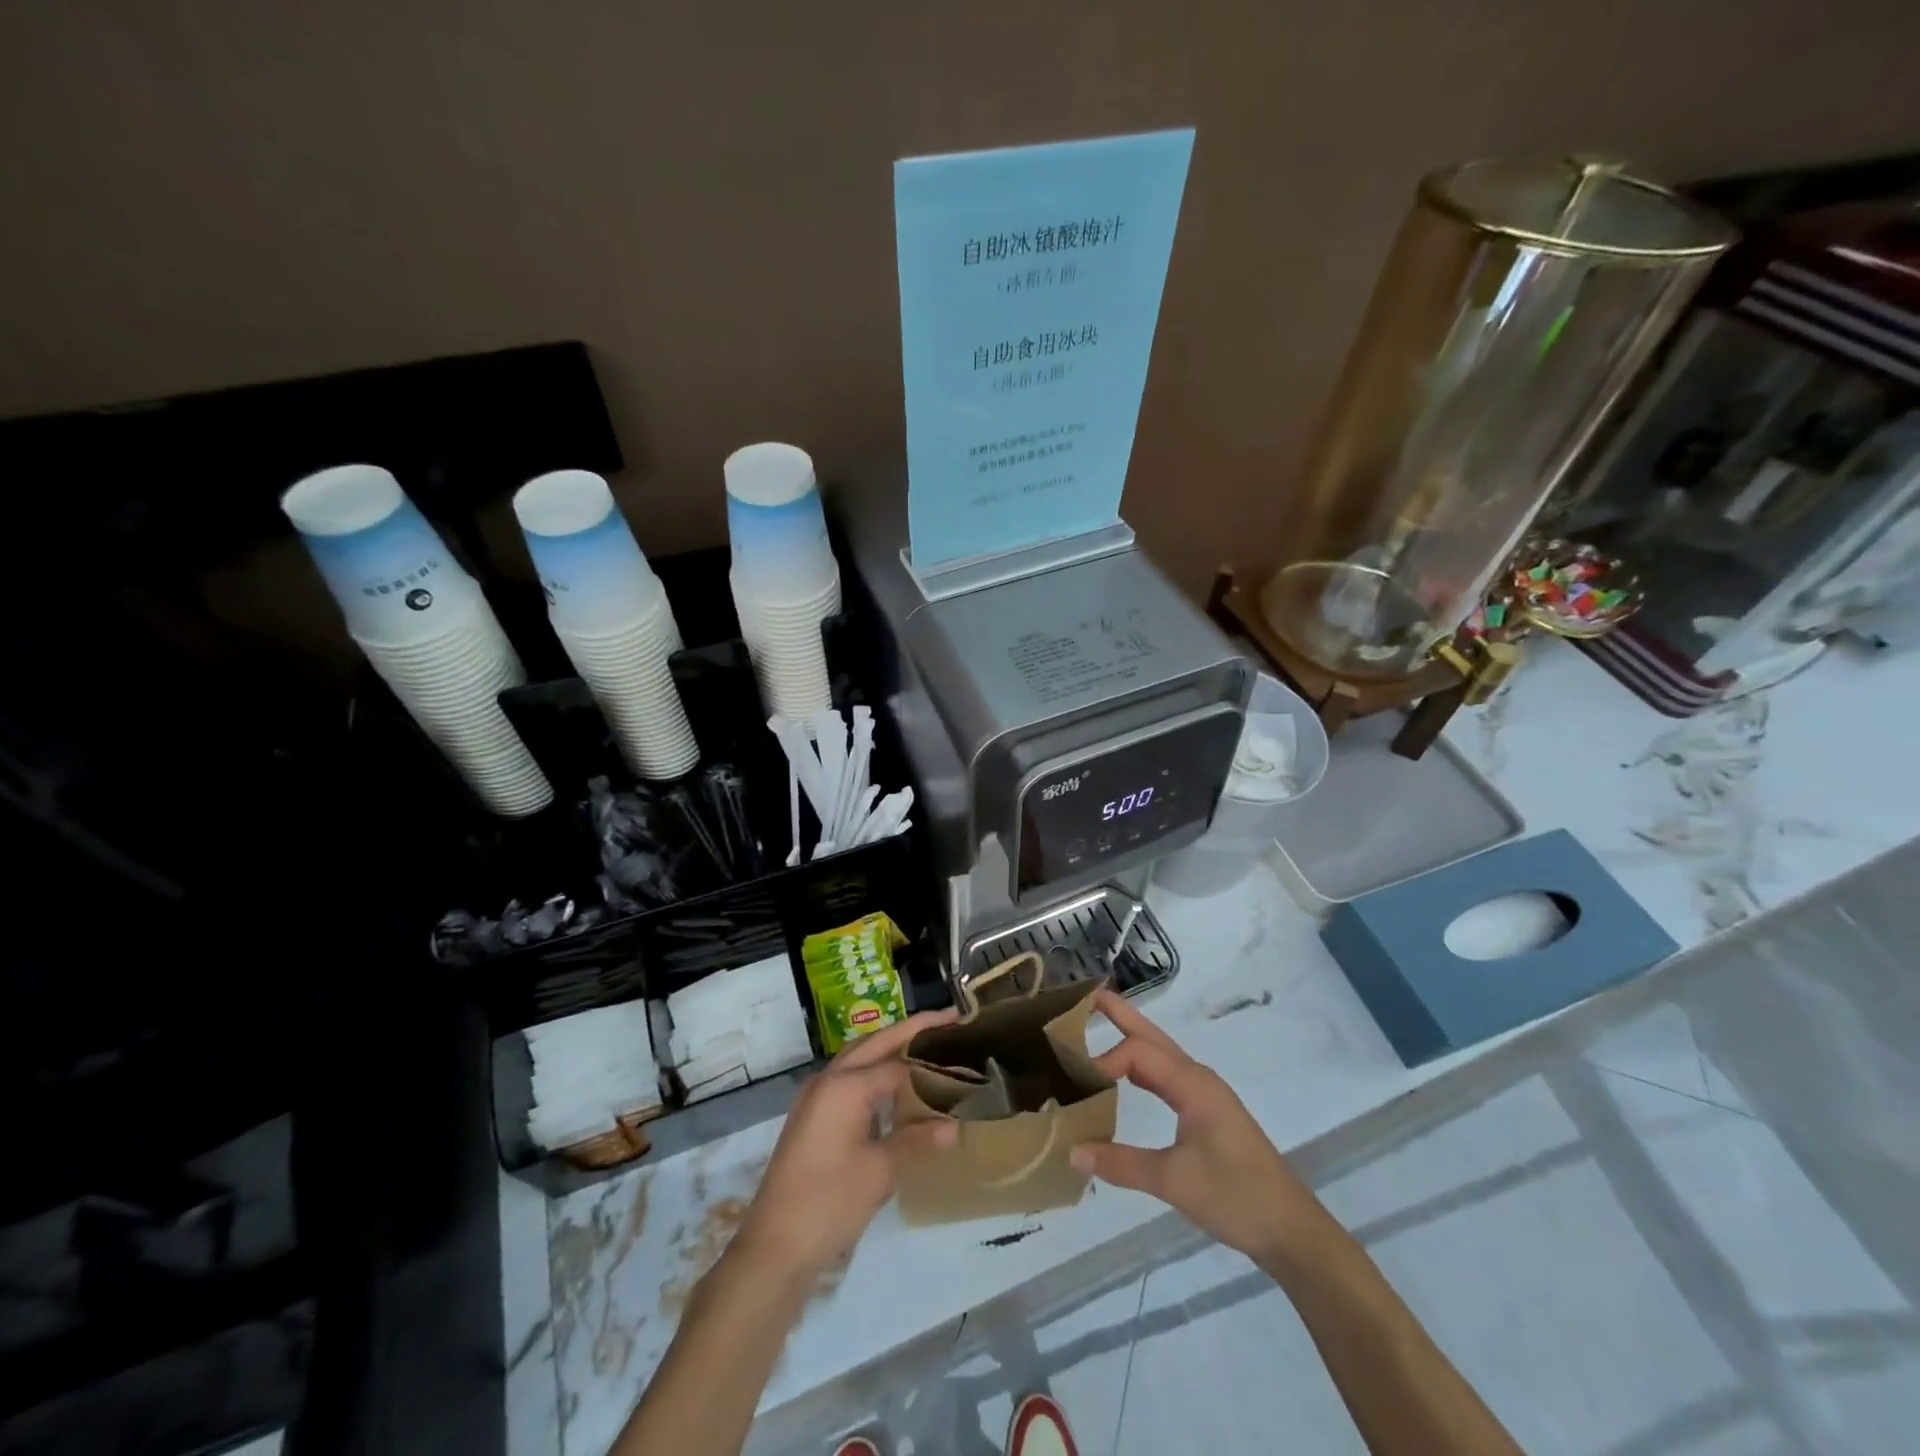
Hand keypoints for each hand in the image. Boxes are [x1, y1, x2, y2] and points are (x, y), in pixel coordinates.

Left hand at [734, 1010, 957, 1280]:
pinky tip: (895, 1088)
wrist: (774, 1247)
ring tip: (926, 1046)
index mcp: (845, 1086)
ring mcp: (816, 1097)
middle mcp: (828, 1080)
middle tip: (948, 1020)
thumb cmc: (830, 1203)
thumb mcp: (880, 1171)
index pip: (897, 1061)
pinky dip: (874, 1073)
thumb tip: (955, 1127)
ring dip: (890, 1048)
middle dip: (911, 1029)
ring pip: (859, 1057)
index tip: (962, 1043)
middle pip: (875, 1043)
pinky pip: (848, 1079)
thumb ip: (917, 1140)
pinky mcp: (812, 1116)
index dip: (931, 1056)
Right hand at [1070, 989, 1327, 1269]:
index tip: (1076, 1082)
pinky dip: (1143, 1068)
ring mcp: (1205, 1095)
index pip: (1139, 1054)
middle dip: (1122, 1015)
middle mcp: (1198, 1079)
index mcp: (1193, 1084)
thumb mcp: (1174, 1181)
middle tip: (1089, 995)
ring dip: (1132, 1039)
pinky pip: (1167, 1077)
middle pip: (1153, 1037)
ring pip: (1161, 1055)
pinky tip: (1127, 1078)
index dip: (1105, 1061)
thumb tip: (1072, 1151)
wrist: (1291, 1229)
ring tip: (1101, 1025)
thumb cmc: (1236, 1197)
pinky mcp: (1208, 1113)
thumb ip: (1121, 1164)